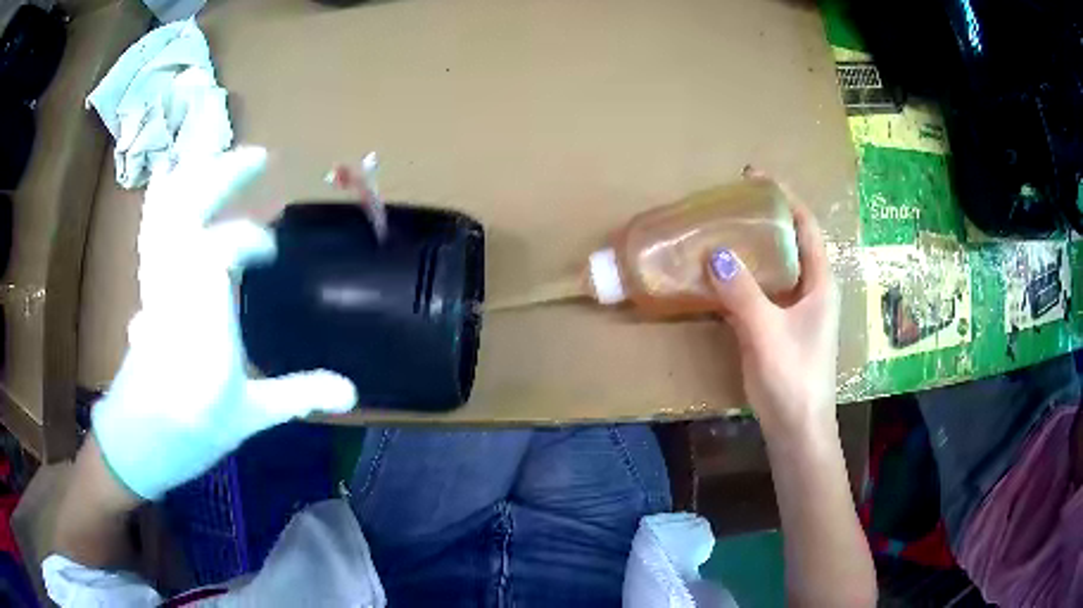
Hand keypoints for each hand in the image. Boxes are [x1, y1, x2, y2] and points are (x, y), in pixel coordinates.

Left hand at [91, 148, 356, 500]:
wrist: (134, 442)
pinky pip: (153, 226)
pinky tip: (174, 177)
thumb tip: (351, 391)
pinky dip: (165, 195)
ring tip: (224, 158)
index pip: (218, 252)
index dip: (248, 238)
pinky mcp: (146, 283)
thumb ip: (295, 394)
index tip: (272, 251)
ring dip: (197, 177)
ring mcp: (153, 281)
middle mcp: (170, 290)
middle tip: (258, 159)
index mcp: (198, 323)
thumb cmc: (189, 434)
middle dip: (221, 176)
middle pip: (186, 212)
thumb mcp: (246, 419)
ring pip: (165, 212)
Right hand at [706, 191, 839, 437]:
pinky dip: (742, 278)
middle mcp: (810, 291)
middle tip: (731, 204)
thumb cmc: (793, 379)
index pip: (806, 227)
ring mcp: (795, 311)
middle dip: (765, 219)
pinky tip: (719, 277)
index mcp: (819, 283)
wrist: (796, 428)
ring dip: (752, 248)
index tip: (755, 178)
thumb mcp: (766, 332)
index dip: (785, 198)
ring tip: (721, 232)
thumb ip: (742, 293)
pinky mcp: (779, 328)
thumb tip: (715, 253)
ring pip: (774, 267)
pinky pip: (760, 291)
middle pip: (790, 242)